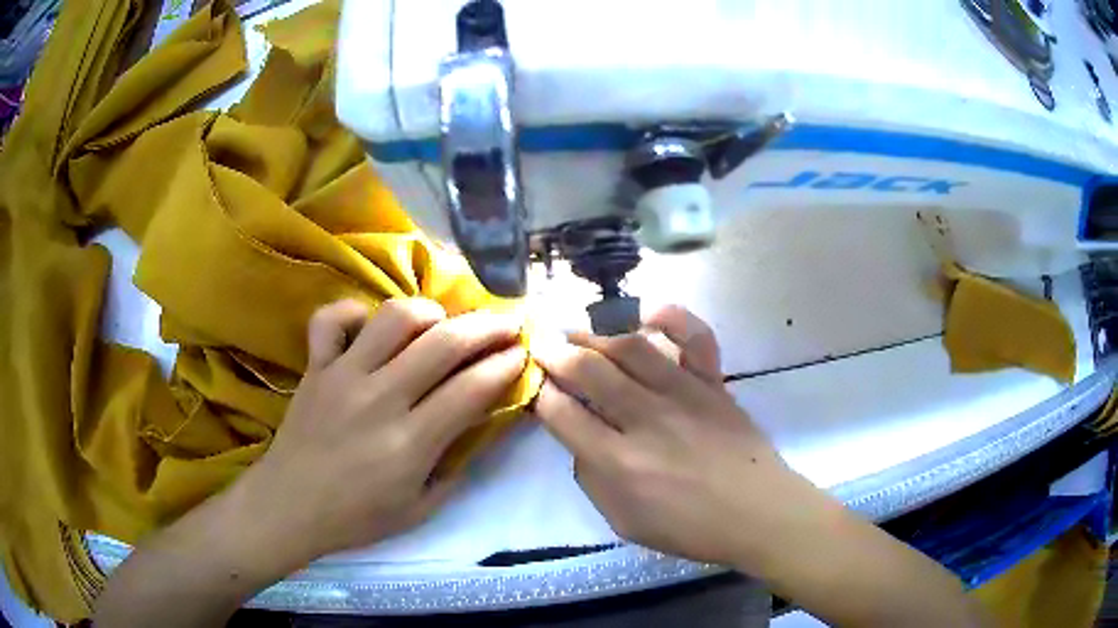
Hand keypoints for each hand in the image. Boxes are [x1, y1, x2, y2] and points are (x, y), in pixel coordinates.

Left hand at [240, 298, 527, 562]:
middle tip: (507, 323)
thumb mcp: (420, 509)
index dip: (505, 366)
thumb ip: (455, 466)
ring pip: (393, 318)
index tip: (523, 354)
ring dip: (428, 312)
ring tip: (442, 323)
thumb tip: (481, 425)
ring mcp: (342, 376)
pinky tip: (370, 326)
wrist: (289, 507)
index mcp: (409, 443)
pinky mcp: (315, 367)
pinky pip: (331, 320)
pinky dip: (353, 312)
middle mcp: (379, 399)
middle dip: (486, 327)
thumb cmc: (356, 517)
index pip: (471, 389)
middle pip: (443, 344)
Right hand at [532, 306, 811, 566]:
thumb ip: (591, 480)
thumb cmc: (689, 527)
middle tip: (543, 347)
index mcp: (618, 463)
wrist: (756, 512)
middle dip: (555, 353)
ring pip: (629, 346)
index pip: (561, 413)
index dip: (541, 394)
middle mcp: (646, 419)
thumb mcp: (623, 521)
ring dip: (594, 332)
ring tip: (575, 329)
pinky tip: (645, 312)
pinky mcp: (712, 382)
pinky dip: (670, 316)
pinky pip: (694, 336)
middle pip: (588, 370)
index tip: (536, 386)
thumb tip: (579, 439)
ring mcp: (683, 393)